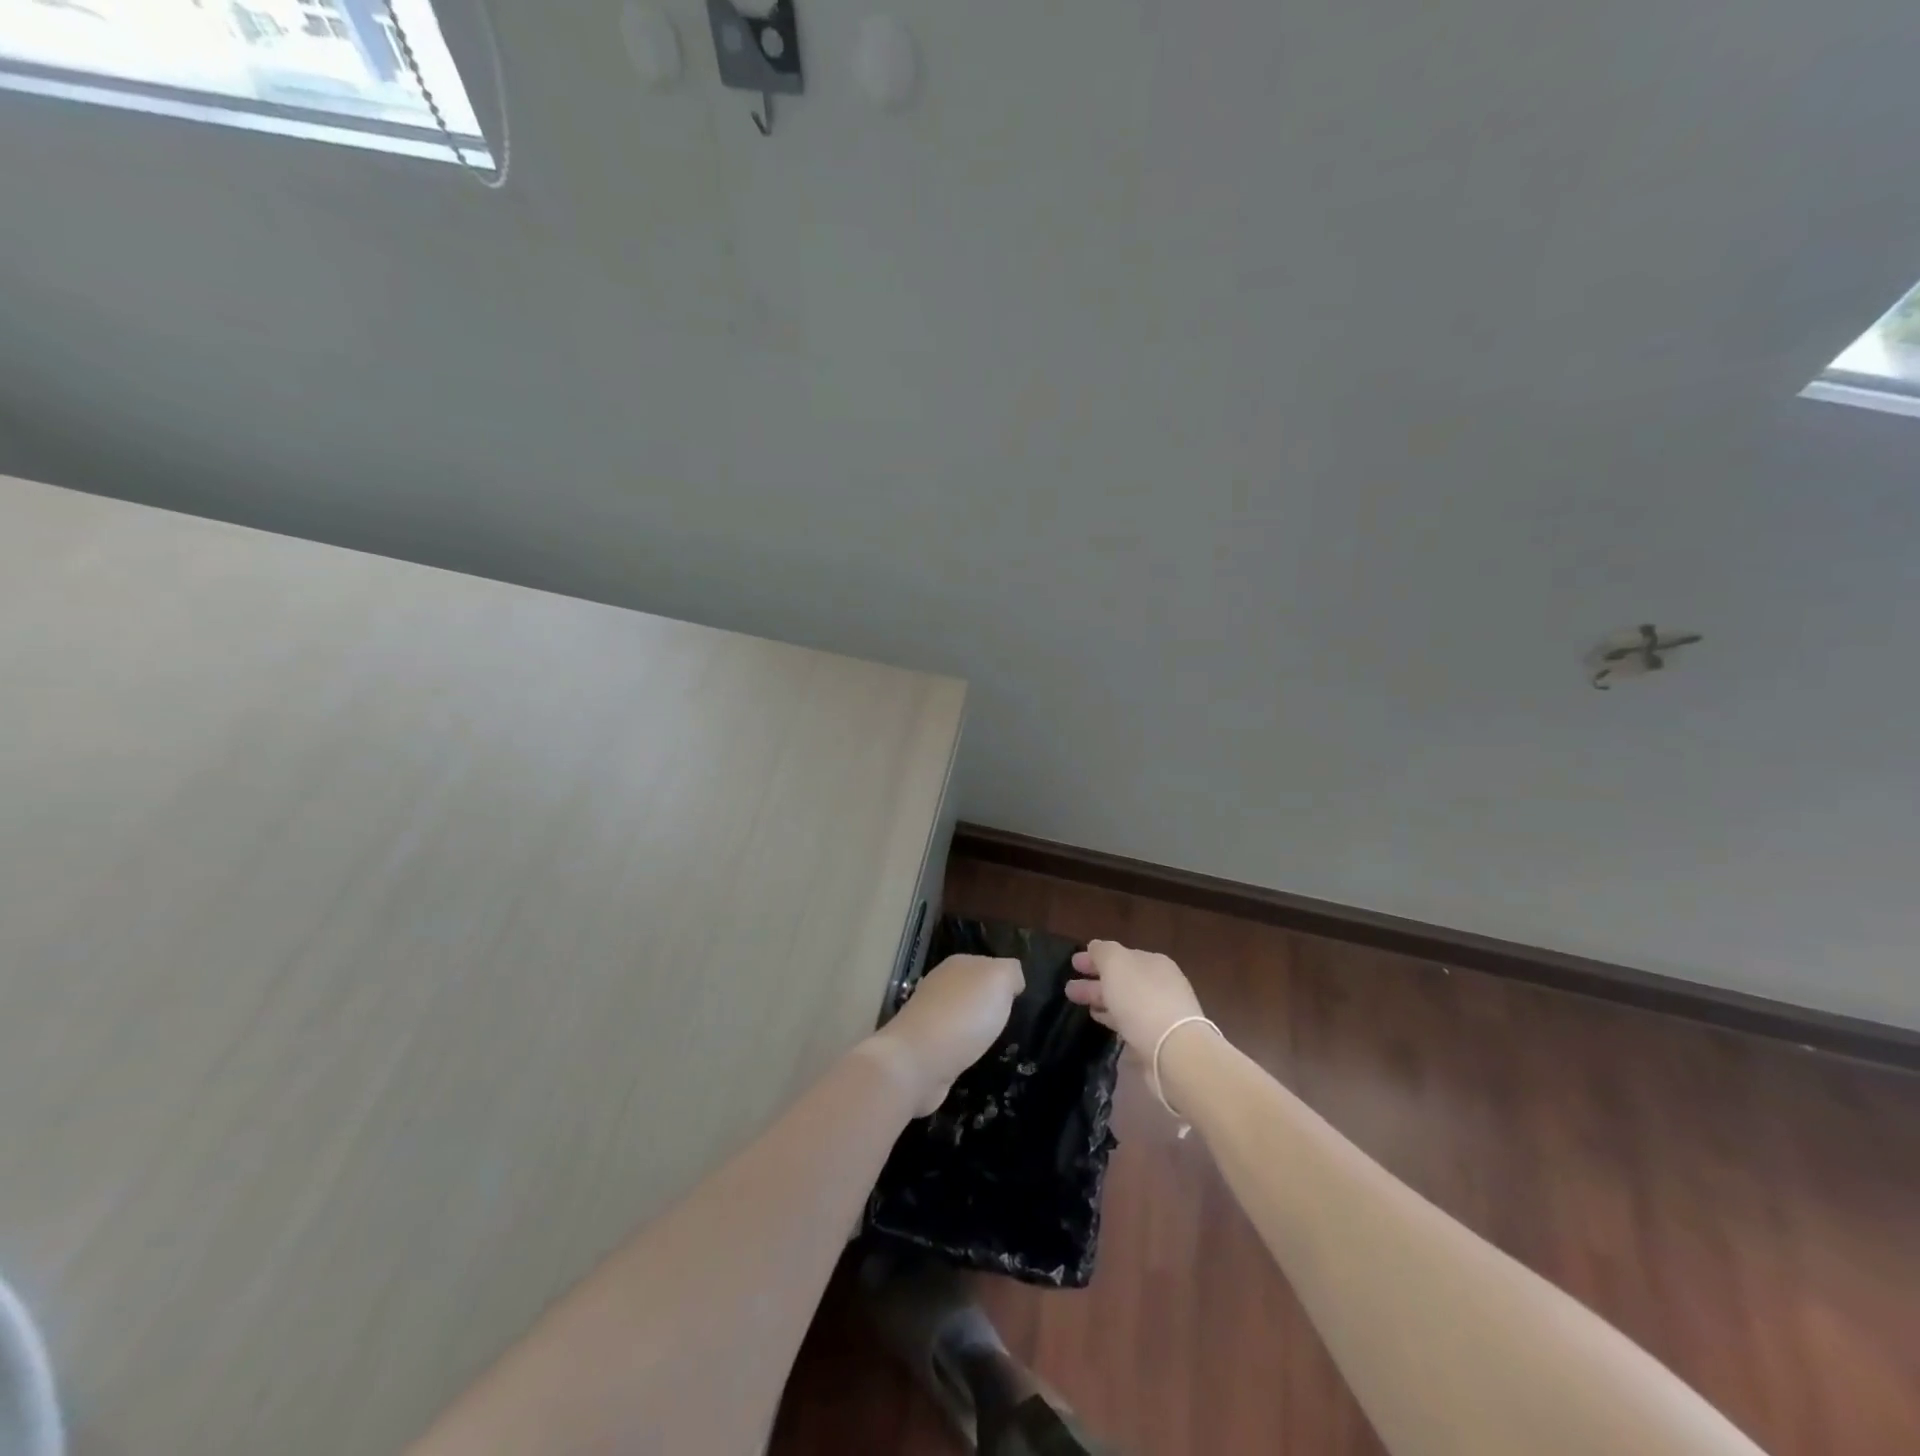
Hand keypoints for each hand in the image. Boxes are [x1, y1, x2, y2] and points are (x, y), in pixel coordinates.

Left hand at [868, 954, 1022, 1114]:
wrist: (918, 1060)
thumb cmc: (964, 1015)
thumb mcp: (999, 980)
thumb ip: (1010, 972)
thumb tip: (1012, 980)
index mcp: (958, 963)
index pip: (989, 965)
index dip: (1005, 982)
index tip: (1017, 1002)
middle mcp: (940, 984)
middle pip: (973, 990)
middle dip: (989, 1004)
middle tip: (1008, 1022)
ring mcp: (928, 1015)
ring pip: (961, 1015)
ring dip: (974, 1027)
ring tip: (992, 1042)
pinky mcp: (924, 1046)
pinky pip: (952, 1041)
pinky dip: (963, 1048)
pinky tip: (971, 1057)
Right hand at [1065, 940, 1204, 1053]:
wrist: (1174, 1051)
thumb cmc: (1142, 999)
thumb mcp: (1116, 964)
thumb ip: (1103, 952)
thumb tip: (1095, 947)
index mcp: (1153, 962)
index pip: (1120, 955)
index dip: (1095, 958)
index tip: (1073, 964)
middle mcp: (1160, 983)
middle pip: (1121, 978)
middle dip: (1095, 980)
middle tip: (1069, 988)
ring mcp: (1161, 1011)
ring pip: (1123, 1000)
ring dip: (1100, 999)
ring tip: (1078, 1004)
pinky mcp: (1158, 1037)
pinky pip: (1129, 1020)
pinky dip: (1112, 1017)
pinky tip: (1099, 1019)